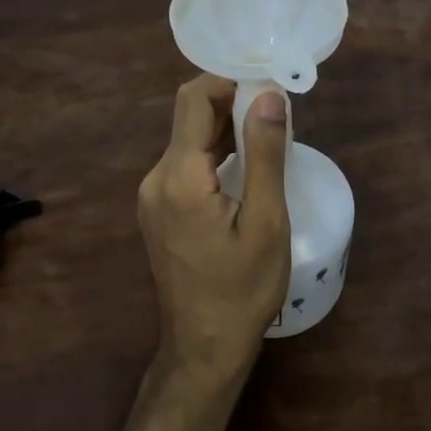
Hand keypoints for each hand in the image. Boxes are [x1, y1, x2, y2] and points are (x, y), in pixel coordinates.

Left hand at [137, 76, 291, 385]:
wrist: (203, 350)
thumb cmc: (242, 290)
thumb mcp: (265, 222)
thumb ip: (264, 154)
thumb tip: (269, 95)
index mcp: (180, 176)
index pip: (195, 99)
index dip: (229, 80)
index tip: (267, 81)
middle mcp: (157, 177)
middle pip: (190, 116)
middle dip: (231, 100)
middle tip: (276, 105)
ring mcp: (154, 194)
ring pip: (189, 138)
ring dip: (225, 125)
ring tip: (268, 129)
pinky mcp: (159, 208)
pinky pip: (186, 162)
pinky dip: (215, 150)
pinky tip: (244, 160)